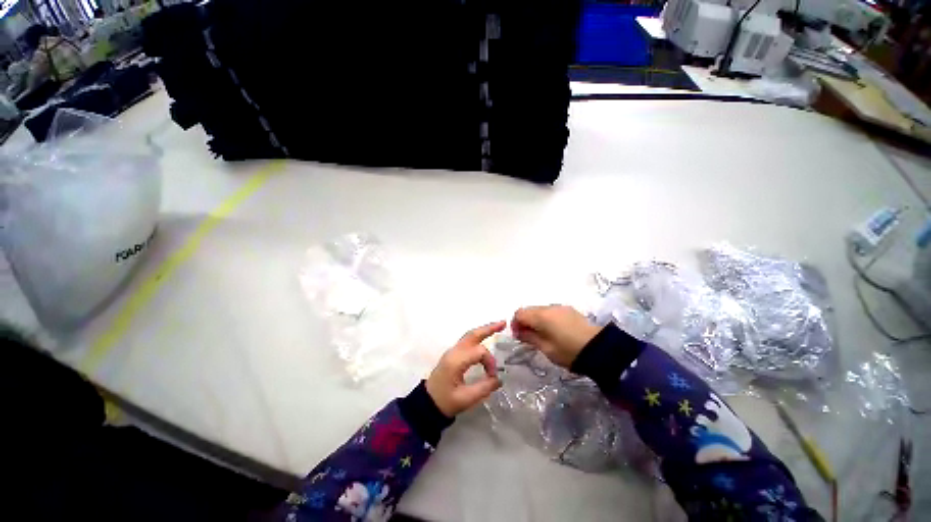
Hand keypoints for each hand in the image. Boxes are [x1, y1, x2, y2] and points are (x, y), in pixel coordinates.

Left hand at [425, 321, 504, 416]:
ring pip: (470, 335)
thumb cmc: (445, 402)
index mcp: (456, 361)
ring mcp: (452, 351)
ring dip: (484, 330)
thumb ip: (484, 388)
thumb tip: (498, 379)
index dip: (490, 362)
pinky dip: (478, 337)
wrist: (427, 404)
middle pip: (473, 334)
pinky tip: (485, 338)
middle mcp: (454, 352)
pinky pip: (467, 341)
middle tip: (503, 323)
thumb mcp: (466, 399)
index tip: (492, 377)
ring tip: (498, 326)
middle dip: (488, 328)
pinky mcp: (452, 355)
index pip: (479, 352)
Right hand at [511, 305, 600, 368]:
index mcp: (540, 316)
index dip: (515, 323)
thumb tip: (518, 332)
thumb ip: (529, 338)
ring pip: (540, 310)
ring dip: (536, 320)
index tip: (518, 336)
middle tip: (528, 337)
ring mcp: (560, 307)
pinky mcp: (569, 310)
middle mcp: (548, 307)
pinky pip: (551, 311)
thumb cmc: (568, 351)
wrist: (600, 349)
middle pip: (529, 310)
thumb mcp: (546, 348)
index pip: (519, 313)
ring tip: (542, 335)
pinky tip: (554, 331)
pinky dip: (547, 319)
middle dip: (525, 321)